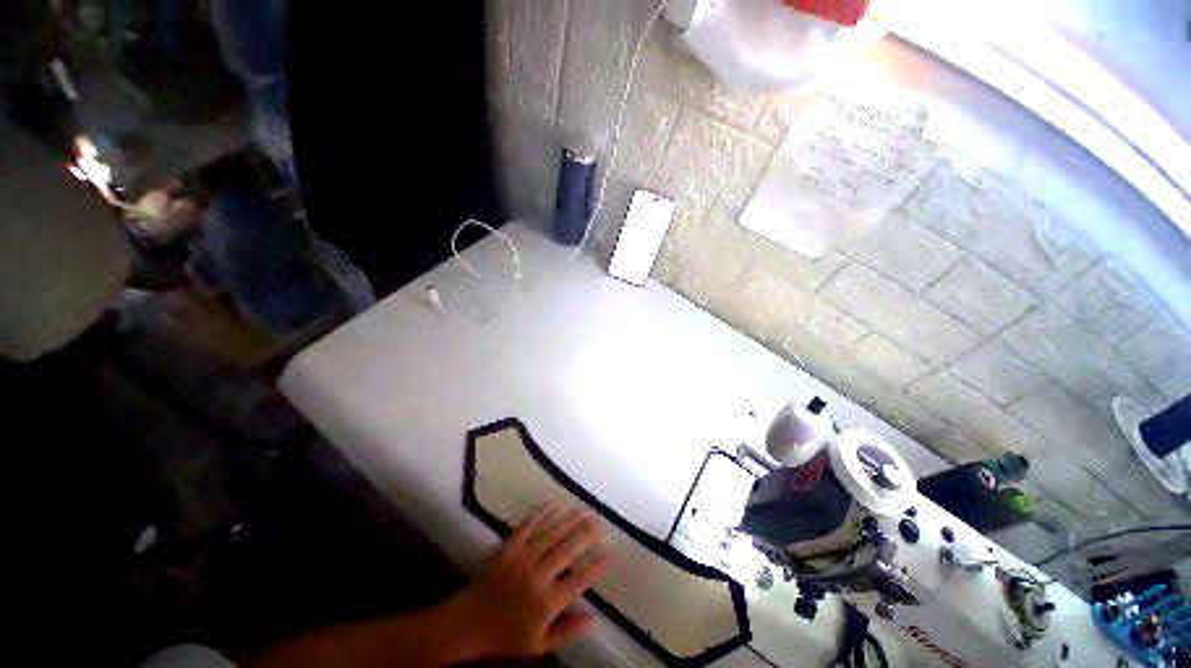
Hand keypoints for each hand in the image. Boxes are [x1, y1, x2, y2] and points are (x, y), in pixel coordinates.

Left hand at [448, 504, 607, 657]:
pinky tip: (552, 504)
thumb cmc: (506, 636)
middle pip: (568, 550)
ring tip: (584, 510)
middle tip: (598, 522)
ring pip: (552, 535)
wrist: (470, 623)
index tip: (607, 553)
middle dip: (586, 534)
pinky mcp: (509, 548)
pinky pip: (527, 527)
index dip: (595, 566)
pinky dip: (539, 514)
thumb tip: (594, 619)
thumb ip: (568, 632)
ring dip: (570, 521)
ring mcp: (523, 559)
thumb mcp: (539, 645)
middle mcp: (539, 576)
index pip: (579, 581)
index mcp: (548, 602)